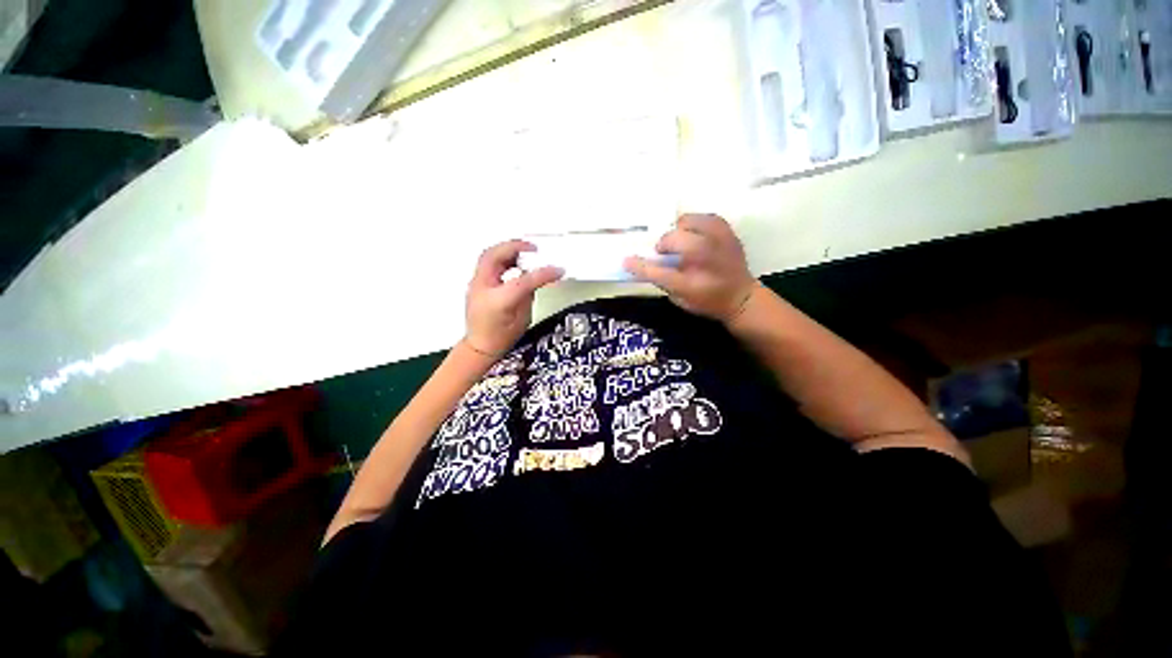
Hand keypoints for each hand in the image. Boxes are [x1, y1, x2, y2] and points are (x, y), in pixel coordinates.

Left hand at [464, 240, 563, 356]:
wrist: (480, 346)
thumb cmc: (501, 338)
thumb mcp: (523, 318)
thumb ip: (528, 295)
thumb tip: (533, 279)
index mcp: (498, 301)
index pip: (522, 280)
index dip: (543, 273)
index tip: (557, 270)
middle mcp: (483, 288)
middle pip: (495, 256)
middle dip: (515, 246)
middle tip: (533, 248)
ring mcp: (476, 284)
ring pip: (488, 255)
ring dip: (507, 250)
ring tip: (524, 253)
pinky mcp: (476, 283)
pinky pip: (488, 263)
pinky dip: (502, 258)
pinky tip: (514, 263)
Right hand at [624, 214, 757, 322]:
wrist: (741, 297)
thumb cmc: (706, 301)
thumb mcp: (679, 299)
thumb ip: (663, 280)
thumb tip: (648, 261)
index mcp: (690, 284)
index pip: (658, 272)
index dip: (639, 265)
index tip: (626, 260)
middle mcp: (705, 260)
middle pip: (673, 239)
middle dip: (664, 244)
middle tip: (666, 252)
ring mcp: (719, 243)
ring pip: (688, 222)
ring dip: (679, 231)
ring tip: (683, 241)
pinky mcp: (728, 232)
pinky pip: (704, 217)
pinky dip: (695, 224)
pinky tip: (696, 235)